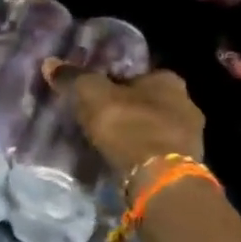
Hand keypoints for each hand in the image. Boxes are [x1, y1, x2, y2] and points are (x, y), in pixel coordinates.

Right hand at [46, 62, 203, 185]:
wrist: (159, 178)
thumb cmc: (128, 126)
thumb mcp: (93, 95)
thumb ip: (73, 78)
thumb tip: (50, 63)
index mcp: (169, 79)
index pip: (137, 73)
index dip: (114, 82)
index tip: (95, 94)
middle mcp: (186, 102)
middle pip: (148, 100)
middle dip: (127, 107)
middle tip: (101, 118)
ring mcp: (190, 135)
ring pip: (155, 126)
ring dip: (136, 132)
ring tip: (110, 142)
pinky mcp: (186, 163)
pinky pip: (158, 150)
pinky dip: (143, 153)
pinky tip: (125, 160)